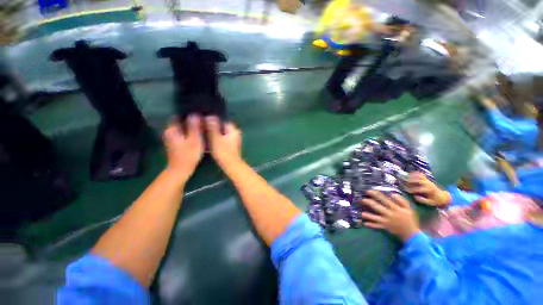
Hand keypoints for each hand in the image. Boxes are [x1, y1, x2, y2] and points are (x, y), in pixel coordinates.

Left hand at [163, 115, 203, 180]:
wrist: (181, 170)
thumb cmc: (188, 154)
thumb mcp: (194, 140)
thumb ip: (194, 127)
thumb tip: (195, 114)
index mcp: (172, 129)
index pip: (179, 116)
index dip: (189, 114)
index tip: (200, 114)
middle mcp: (169, 132)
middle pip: (181, 122)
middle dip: (191, 120)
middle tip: (204, 120)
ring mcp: (172, 138)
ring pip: (183, 128)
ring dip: (191, 127)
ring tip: (203, 126)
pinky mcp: (176, 143)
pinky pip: (184, 133)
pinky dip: (190, 132)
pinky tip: (198, 134)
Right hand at [205, 116, 242, 168]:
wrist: (231, 165)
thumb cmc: (223, 152)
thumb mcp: (216, 138)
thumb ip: (212, 127)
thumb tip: (209, 116)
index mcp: (233, 130)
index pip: (222, 120)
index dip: (213, 120)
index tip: (203, 122)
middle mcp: (235, 133)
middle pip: (222, 127)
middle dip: (213, 127)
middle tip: (202, 128)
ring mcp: (233, 140)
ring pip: (222, 133)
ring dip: (214, 133)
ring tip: (204, 134)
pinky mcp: (231, 146)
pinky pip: (222, 139)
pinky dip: (217, 139)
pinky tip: (209, 141)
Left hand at [361, 191, 419, 241]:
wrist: (411, 234)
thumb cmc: (409, 219)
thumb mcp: (408, 209)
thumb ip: (401, 201)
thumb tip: (392, 194)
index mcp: (395, 208)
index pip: (384, 200)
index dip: (376, 195)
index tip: (369, 191)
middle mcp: (389, 214)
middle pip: (378, 207)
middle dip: (369, 203)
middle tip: (362, 199)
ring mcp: (386, 221)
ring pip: (376, 218)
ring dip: (368, 215)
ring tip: (361, 213)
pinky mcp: (385, 227)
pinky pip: (377, 226)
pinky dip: (371, 225)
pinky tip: (365, 223)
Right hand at [405, 172, 450, 206]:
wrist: (442, 196)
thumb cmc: (435, 200)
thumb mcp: (430, 203)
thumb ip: (422, 200)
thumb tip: (415, 196)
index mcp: (429, 190)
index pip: (418, 189)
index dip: (411, 189)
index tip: (405, 190)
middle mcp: (428, 184)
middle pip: (418, 180)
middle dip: (410, 181)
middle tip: (403, 181)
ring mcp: (428, 180)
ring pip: (419, 176)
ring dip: (412, 176)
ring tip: (405, 177)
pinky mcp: (427, 179)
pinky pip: (421, 174)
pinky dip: (415, 173)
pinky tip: (410, 174)